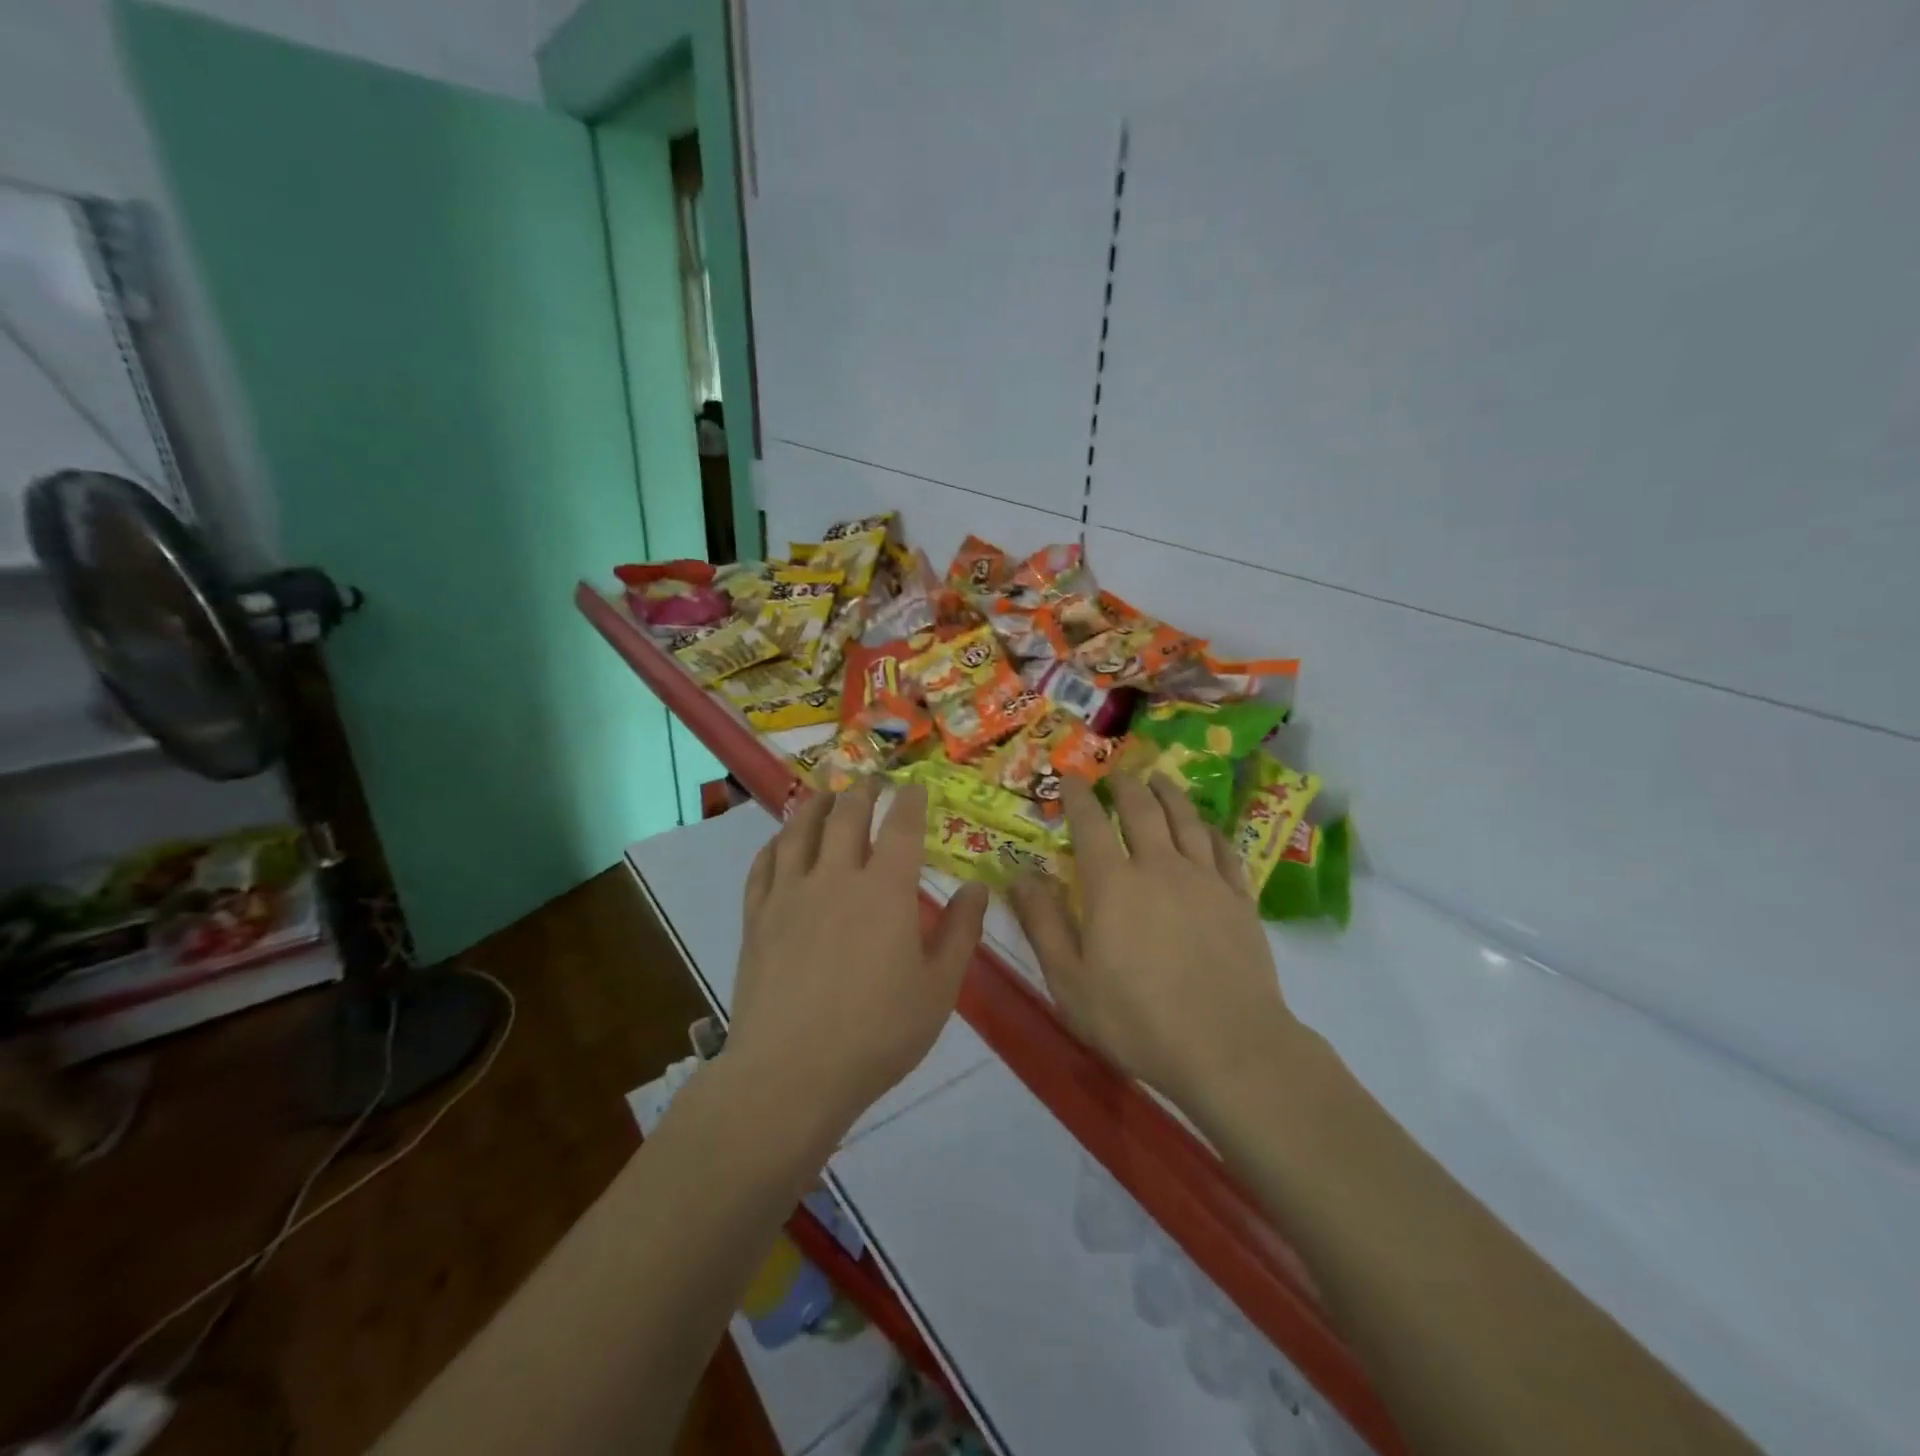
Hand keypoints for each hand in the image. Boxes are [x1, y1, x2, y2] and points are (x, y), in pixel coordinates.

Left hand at [729, 780, 988, 1135]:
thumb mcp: (939, 988)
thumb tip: (977, 887)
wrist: (792, 1073)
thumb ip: (961, 932)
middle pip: (847, 814)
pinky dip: (776, 842)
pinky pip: (764, 864)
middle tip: (872, 781)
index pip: (901, 825)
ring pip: (800, 828)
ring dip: (817, 804)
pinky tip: (781, 841)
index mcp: (885, 889)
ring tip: (827, 795)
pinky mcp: (757, 916)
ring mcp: (790, 893)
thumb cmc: (878, 1033)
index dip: (911, 800)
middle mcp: (835, 876)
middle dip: (863, 791)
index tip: (917, 787)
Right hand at [1008, 776, 1297, 1113]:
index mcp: (1113, 884)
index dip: (1078, 795)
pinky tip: (1206, 828)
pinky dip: (1210, 830)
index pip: (1090, 823)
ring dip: (1169, 794)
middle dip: (1125, 785)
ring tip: (1159, 779)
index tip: (1070, 777)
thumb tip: (1018, 877)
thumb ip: (1043, 924)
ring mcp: (1205, 880)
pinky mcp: (1239, 899)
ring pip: (1186, 820)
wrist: (1229, 1047)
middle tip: (1116, 773)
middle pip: (1142, 809)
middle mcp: (1159, 867)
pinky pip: (1224, 849)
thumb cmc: (1137, 1019)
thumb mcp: (1070, 980)